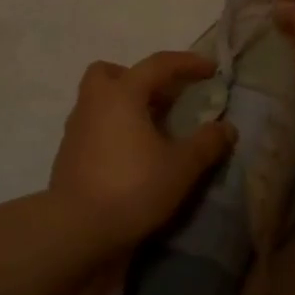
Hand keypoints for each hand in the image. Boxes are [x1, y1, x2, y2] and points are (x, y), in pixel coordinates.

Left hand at [49, 52, 236, 249]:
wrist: (77, 231)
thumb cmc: (133, 188)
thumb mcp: (181, 167)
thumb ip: (207, 143)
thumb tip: (226, 128)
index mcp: (122, 95)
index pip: (157, 65)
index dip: (187, 63)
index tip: (210, 70)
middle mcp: (93, 104)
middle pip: (110, 73)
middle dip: (137, 78)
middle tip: (162, 99)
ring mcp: (75, 130)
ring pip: (99, 102)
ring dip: (125, 107)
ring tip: (152, 131)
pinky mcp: (68, 156)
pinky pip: (93, 128)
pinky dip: (113, 131)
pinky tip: (132, 156)